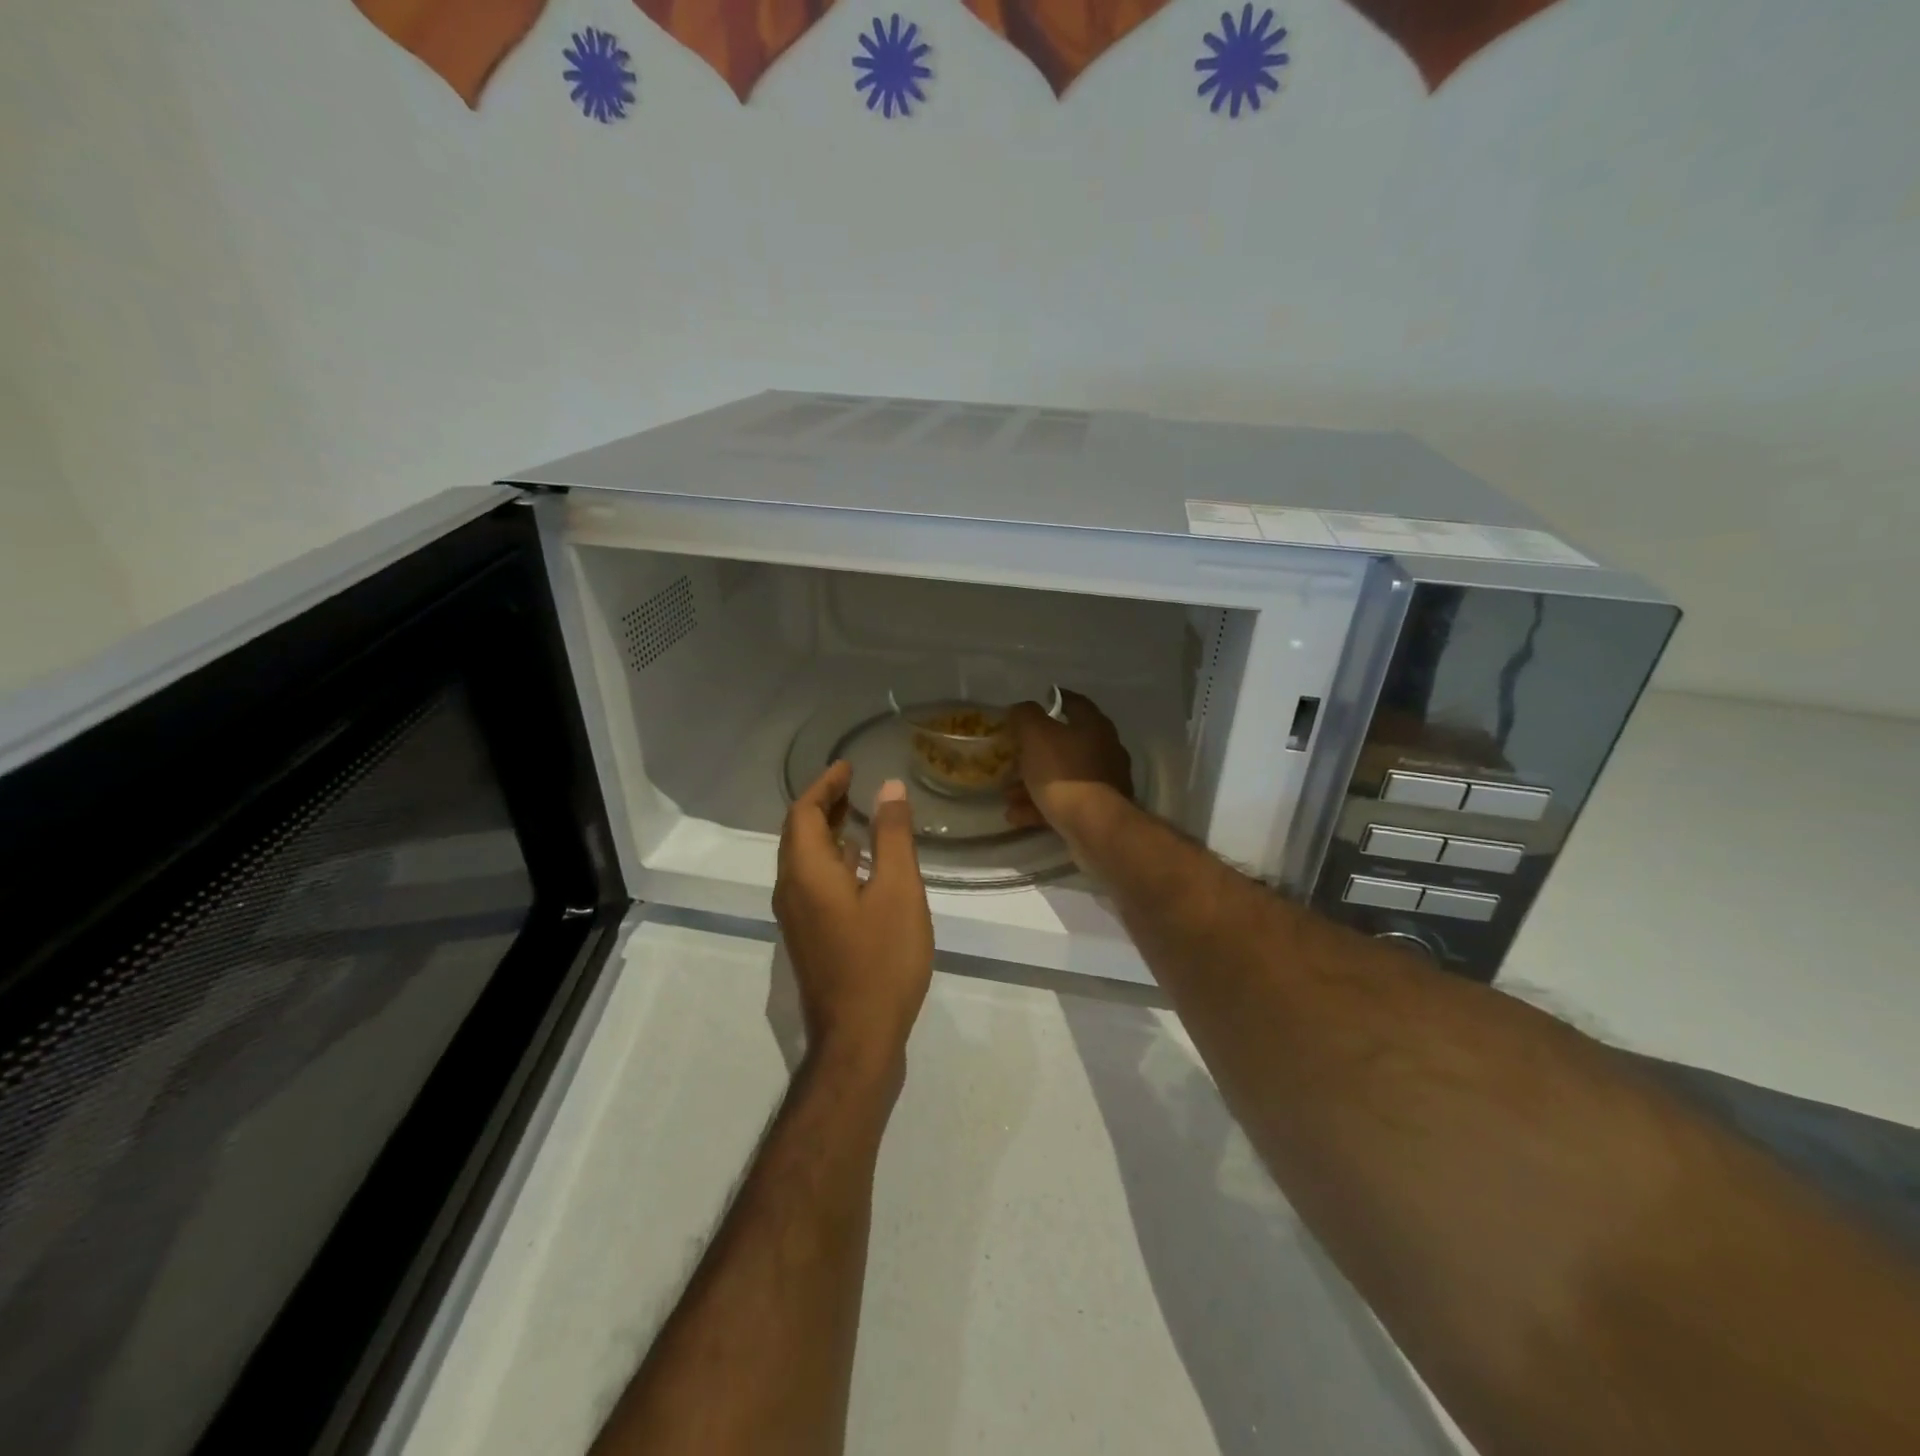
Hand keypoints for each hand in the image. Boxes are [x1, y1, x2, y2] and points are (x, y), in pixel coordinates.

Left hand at [774, 761, 933, 1084]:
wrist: (858, 1038)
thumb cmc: (881, 959)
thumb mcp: (898, 890)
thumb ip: (892, 836)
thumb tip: (889, 788)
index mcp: (806, 872)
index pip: (803, 812)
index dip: (824, 784)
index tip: (848, 766)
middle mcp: (791, 890)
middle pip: (798, 834)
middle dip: (822, 804)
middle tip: (852, 784)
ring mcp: (797, 917)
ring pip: (804, 860)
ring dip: (827, 831)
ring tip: (857, 813)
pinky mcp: (809, 937)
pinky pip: (812, 882)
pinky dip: (832, 859)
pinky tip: (860, 863)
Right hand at [1005, 690, 1133, 841]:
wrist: (1095, 826)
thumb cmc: (1064, 773)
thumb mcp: (1036, 735)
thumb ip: (1026, 716)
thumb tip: (1022, 709)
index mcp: (1094, 726)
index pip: (1075, 703)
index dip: (1055, 699)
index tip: (1039, 701)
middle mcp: (1104, 751)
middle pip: (1066, 744)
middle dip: (1035, 751)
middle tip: (1012, 755)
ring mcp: (1104, 783)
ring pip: (1062, 777)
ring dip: (1033, 783)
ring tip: (1007, 793)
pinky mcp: (1098, 812)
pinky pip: (1064, 803)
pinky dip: (1040, 807)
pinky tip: (1016, 816)